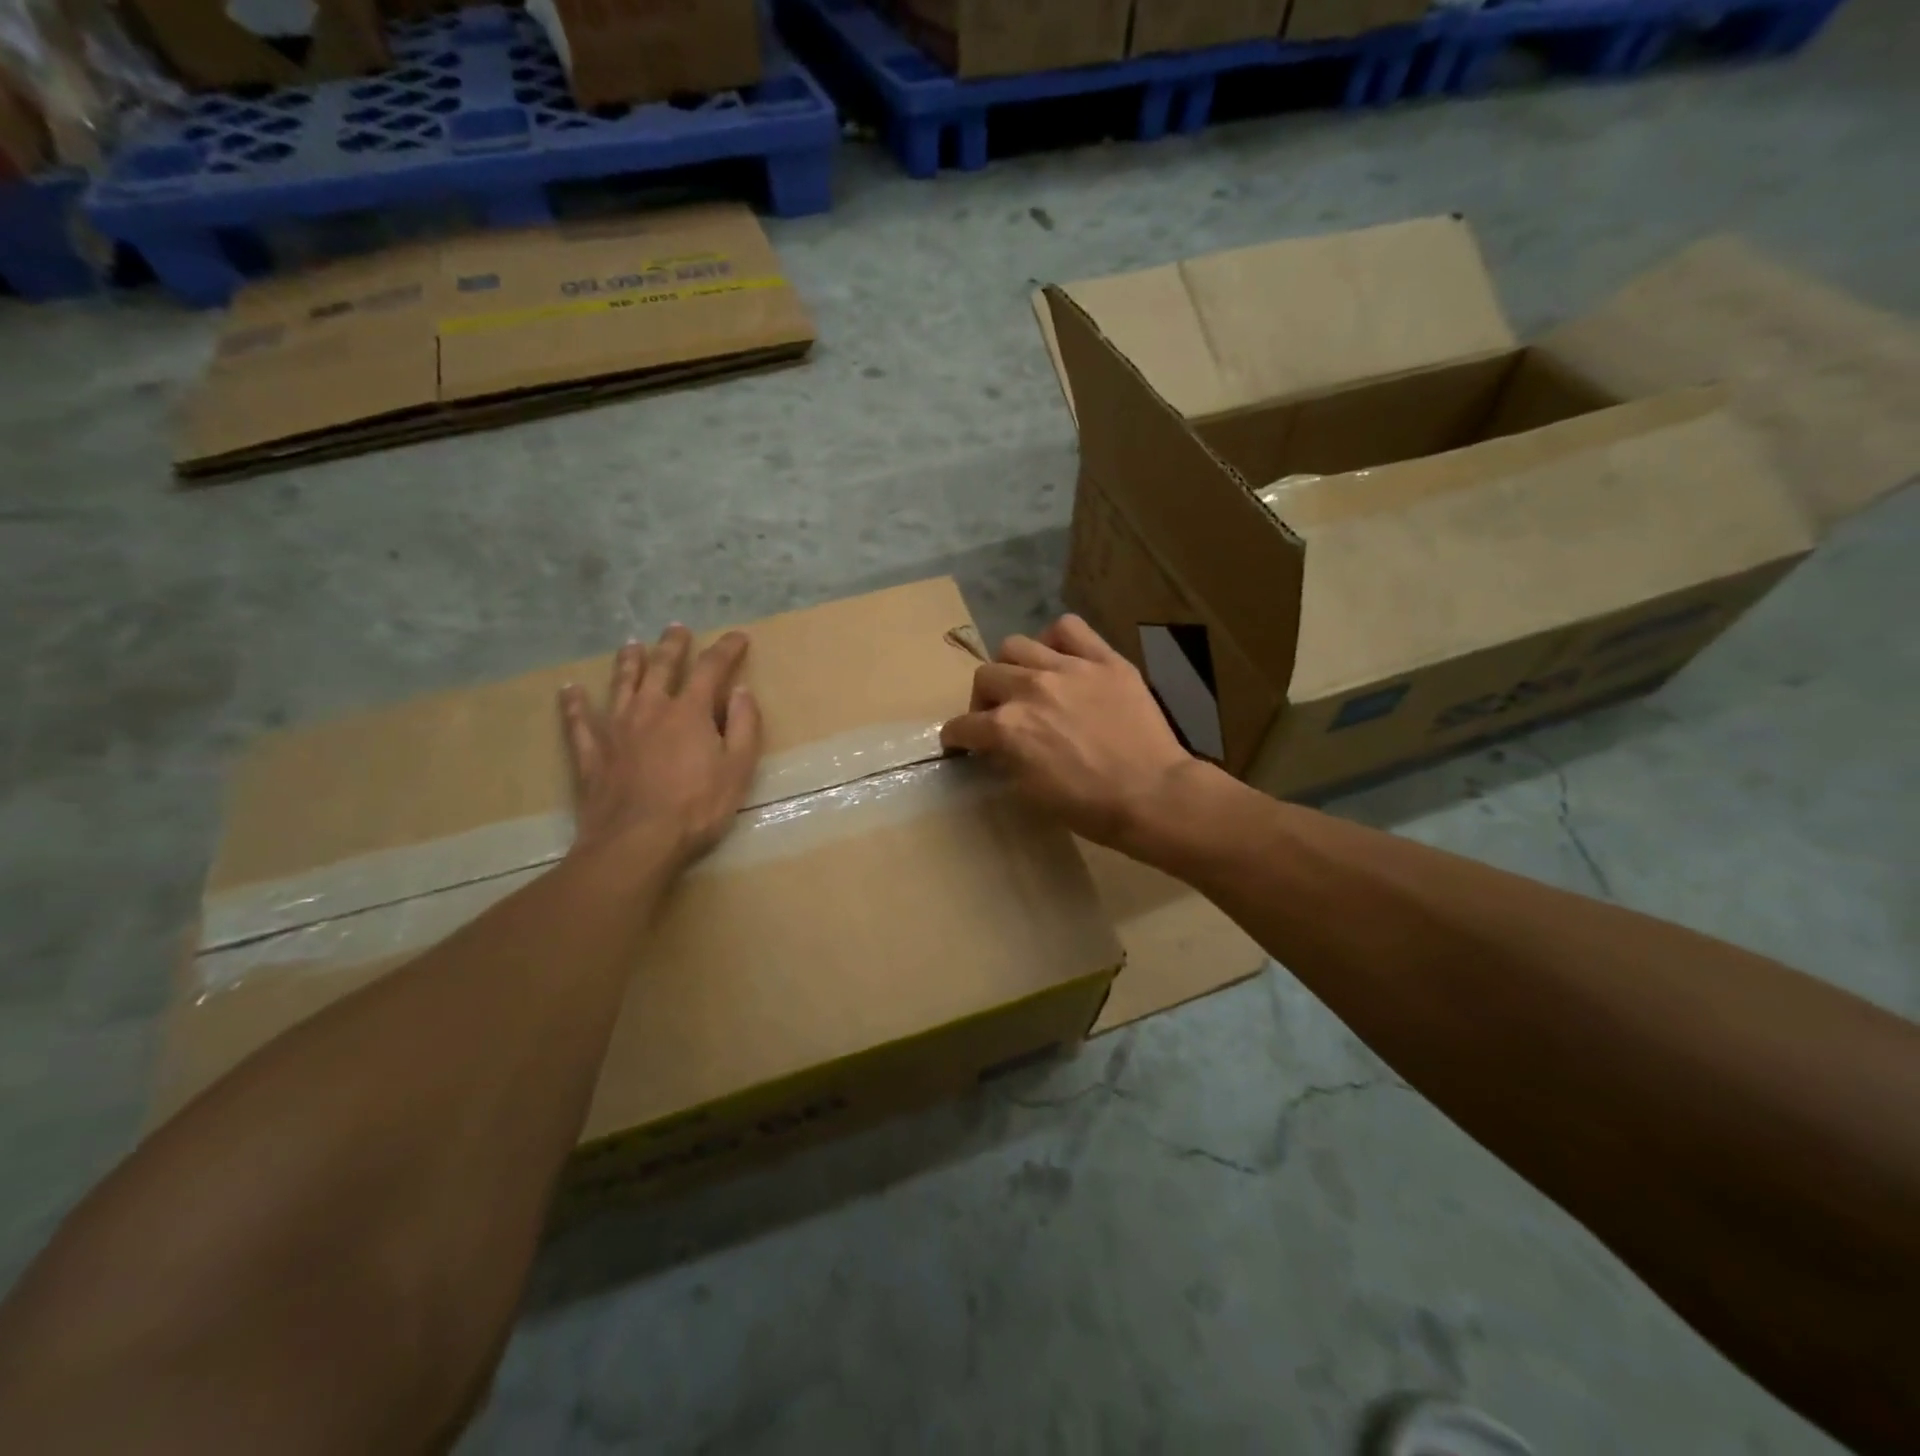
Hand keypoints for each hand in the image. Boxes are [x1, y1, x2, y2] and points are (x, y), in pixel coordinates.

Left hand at [559, 625, 763, 867]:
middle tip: (676, 629)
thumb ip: (743, 726)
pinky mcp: (591, 753)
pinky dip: (574, 703)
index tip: (738, 637)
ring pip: (621, 684)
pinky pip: (578, 721)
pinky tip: (569, 690)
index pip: (711, 668)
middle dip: (672, 645)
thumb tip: (741, 691)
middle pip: (661, 666)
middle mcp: (651, 709)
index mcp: (690, 712)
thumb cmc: (697, 808)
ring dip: (628, 662)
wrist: (637, 843)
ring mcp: (616, 729)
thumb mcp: (738, 769)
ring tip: (631, 644)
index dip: (726, 649)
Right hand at [940, 614, 1198, 851]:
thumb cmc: (1089, 807)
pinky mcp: (1104, 659)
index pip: (963, 725)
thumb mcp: (1031, 793)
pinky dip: (1056, 639)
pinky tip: (1061, 657)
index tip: (960, 742)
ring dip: (1012, 666)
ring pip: (1016, 645)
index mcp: (1007, 728)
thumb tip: (997, 746)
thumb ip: (1006, 759)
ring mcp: (1068, 668)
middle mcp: (1029, 689)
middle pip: (985, 676)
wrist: (1152, 795)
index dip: (957, 737)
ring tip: (1028, 682)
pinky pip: (1069, 627)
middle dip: (983, 699)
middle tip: (999, 716)